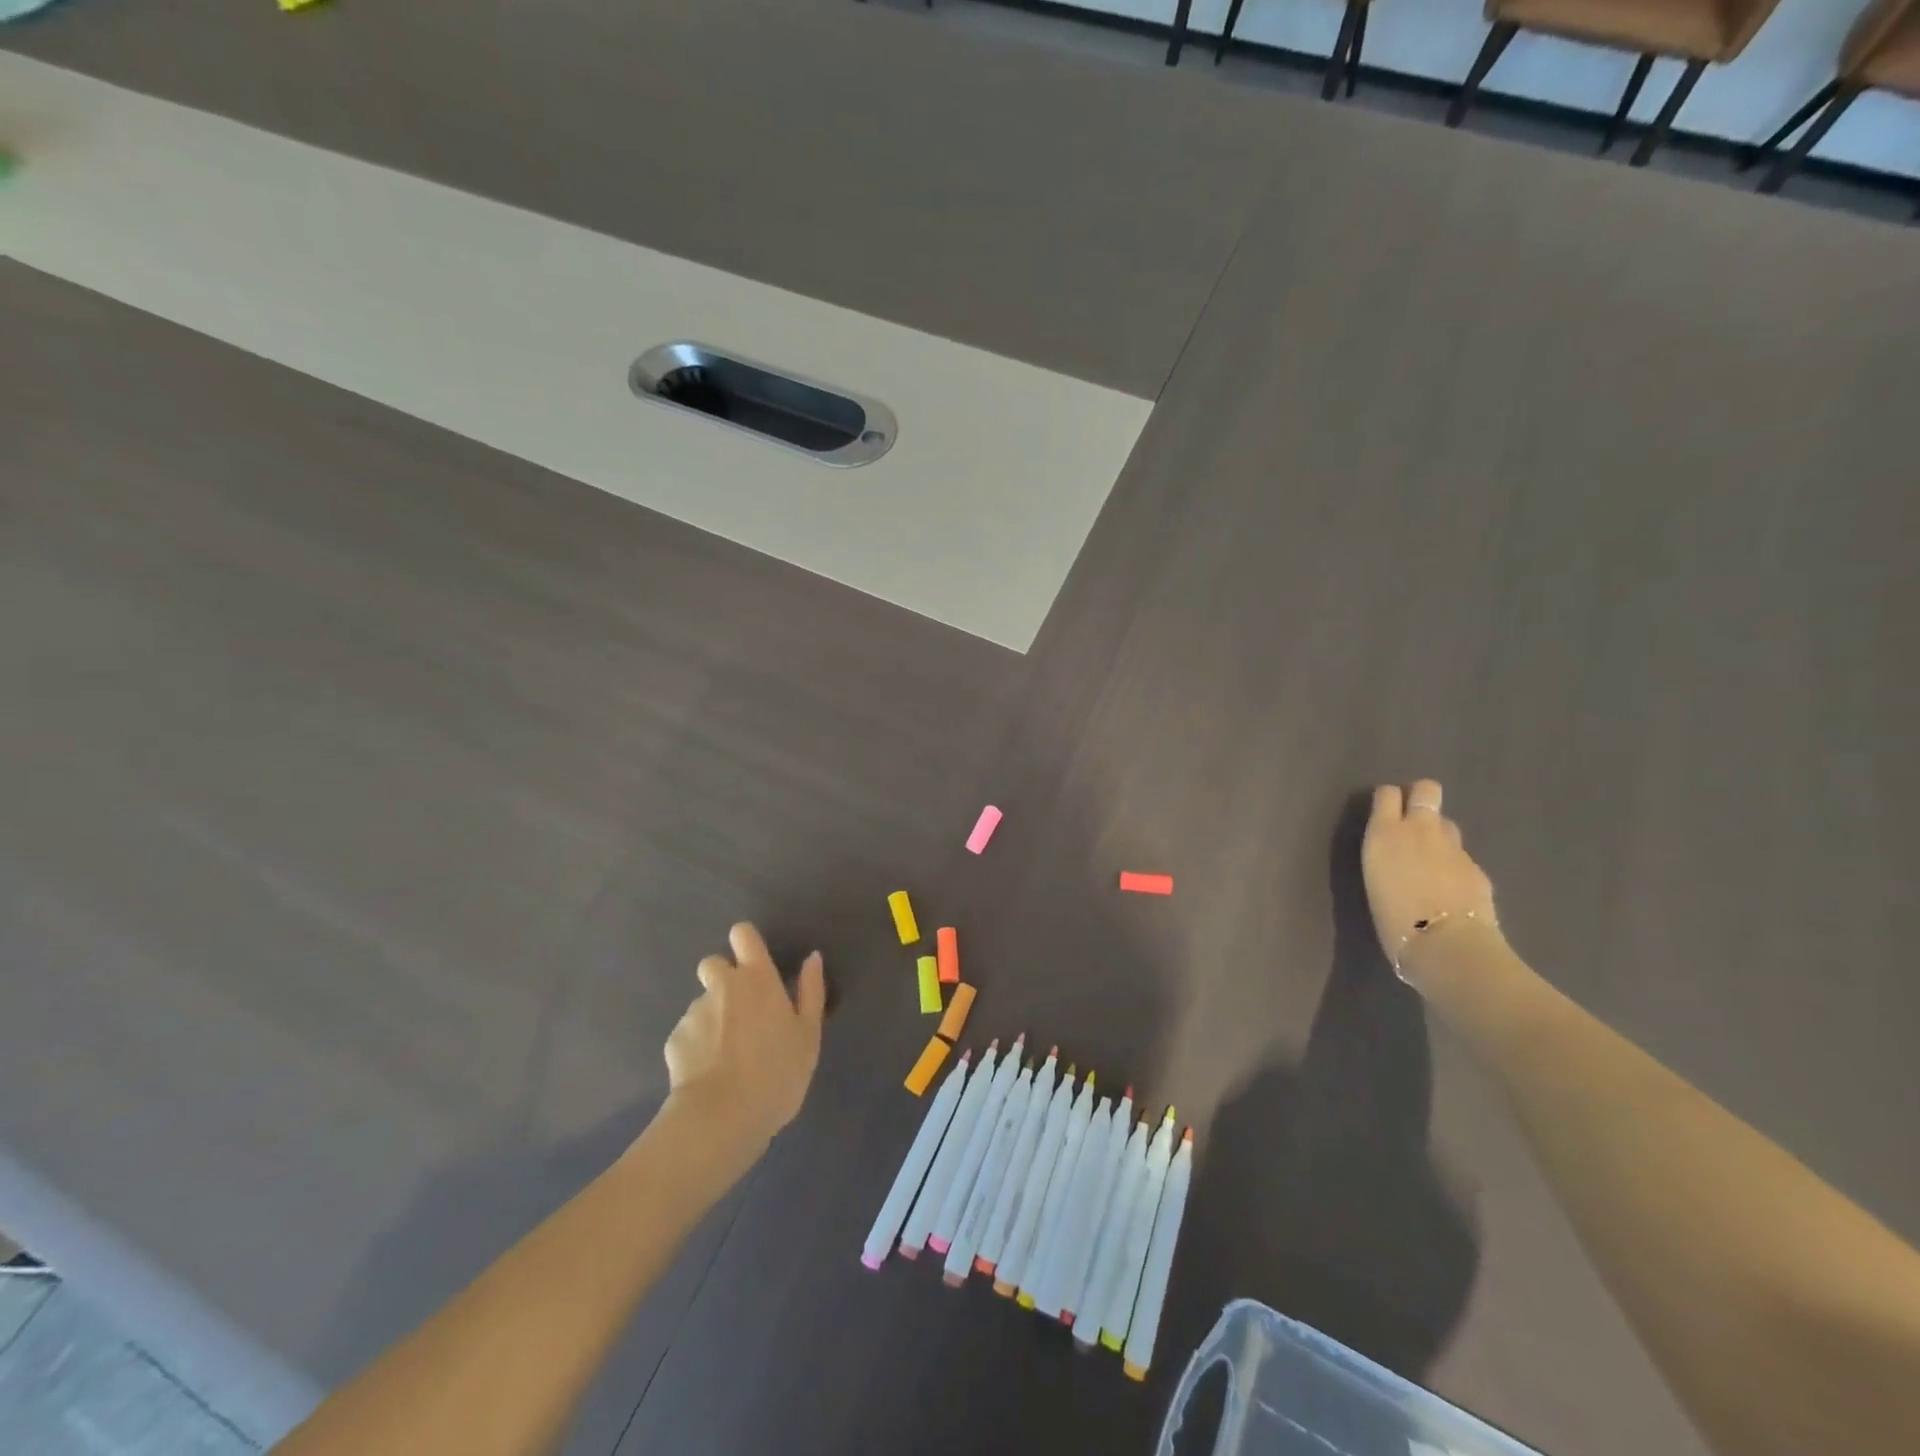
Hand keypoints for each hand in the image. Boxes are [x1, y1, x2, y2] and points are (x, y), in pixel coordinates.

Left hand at [663, 923, 825, 1149]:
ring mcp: (694, 1012)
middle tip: (740, 1011)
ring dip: (713, 1017)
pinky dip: (697, 1046)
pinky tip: (709, 1072)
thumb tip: (812, 957)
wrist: (722, 1117)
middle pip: (713, 963)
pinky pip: (688, 1033)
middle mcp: (723, 986)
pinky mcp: (674, 1039)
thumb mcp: (808, 1035)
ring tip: (726, 1054)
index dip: (745, 943)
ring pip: (702, 1002)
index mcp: (758, 978)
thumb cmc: (777, 1073)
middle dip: (723, 979)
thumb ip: (810, 991)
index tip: (754, 962)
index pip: (743, 934)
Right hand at [1362, 779, 1500, 986]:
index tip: (1383, 812)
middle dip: (1420, 796)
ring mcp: (1454, 847)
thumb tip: (1398, 854)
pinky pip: (1462, 856)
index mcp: (1385, 833)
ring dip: (1438, 833)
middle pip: (1426, 790)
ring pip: (1446, 823)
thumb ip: (1387, 855)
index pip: (1387, 793)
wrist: (1446, 946)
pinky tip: (1450, 889)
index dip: (1387, 799)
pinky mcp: (1477, 868)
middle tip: (1411, 818)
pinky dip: (1454, 865)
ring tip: (1430, 858)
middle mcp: (1420, 829)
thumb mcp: (1375, 879)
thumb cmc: (1392, 919)